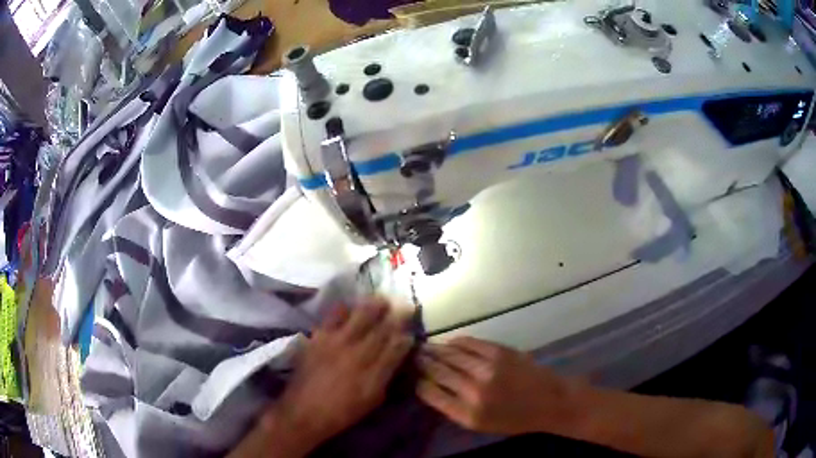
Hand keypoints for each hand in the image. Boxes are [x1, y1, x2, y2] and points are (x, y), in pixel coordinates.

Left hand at [272, 301, 412, 446]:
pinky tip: (349, 305)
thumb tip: (398, 357)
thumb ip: (386, 376)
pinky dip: (344, 308)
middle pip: (381, 328)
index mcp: (373, 373)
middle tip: (403, 304)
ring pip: (359, 316)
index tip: (411, 329)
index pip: (396, 347)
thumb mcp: (371, 400)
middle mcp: (357, 353)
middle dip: (395, 314)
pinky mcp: (318, 338)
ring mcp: (336, 343)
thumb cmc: (342, 411)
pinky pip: (333, 316)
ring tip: (381, 298)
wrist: (304, 411)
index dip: (406, 336)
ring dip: (373, 306)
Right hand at [417, 336, 576, 435]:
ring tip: (425, 347)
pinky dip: (456, 341)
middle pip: (438, 371)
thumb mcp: (481, 425)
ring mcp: (487, 368)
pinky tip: (449, 342)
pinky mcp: (499, 352)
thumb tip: (431, 387)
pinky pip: (469, 343)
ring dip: (435, 349)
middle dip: (422, 362)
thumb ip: (455, 408)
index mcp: (468, 414)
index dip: (419, 382)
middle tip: (413, 356)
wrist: (550, 401)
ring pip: (450, 354)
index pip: (430, 393)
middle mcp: (474, 391)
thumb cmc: (515, 419)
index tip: (412, 375)